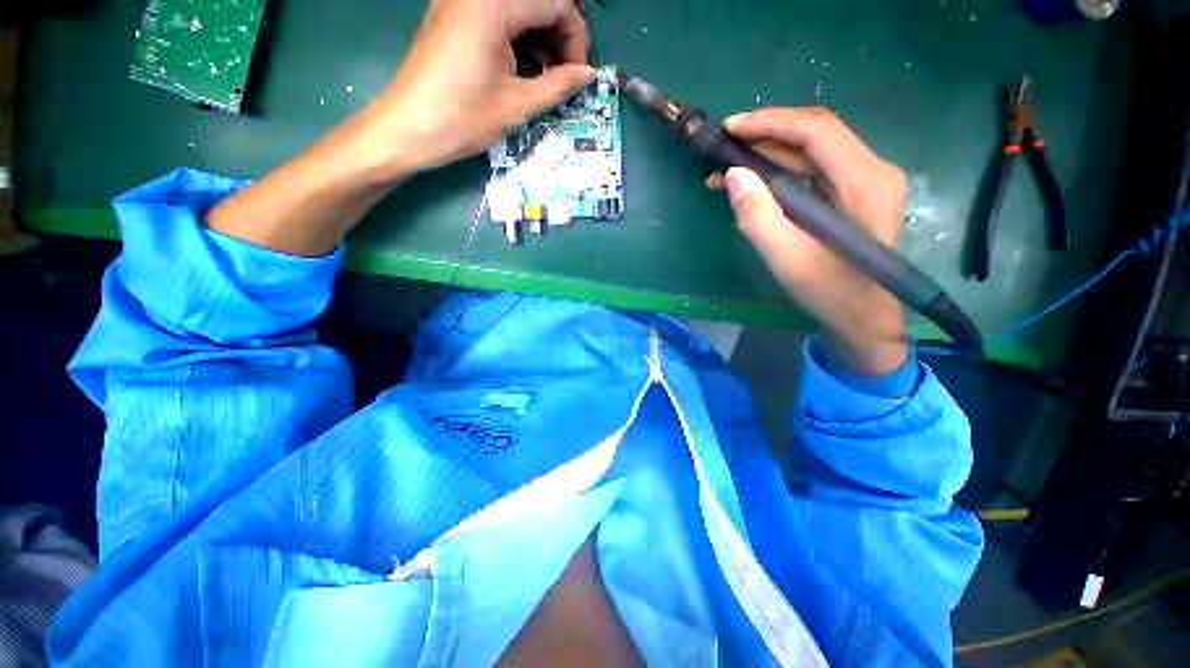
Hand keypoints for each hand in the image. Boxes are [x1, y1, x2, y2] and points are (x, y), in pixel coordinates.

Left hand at [361, 0, 594, 175]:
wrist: (408, 129)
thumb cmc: (463, 119)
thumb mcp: (517, 105)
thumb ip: (558, 85)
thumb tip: (588, 75)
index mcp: (494, 4)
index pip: (557, 3)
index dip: (576, 38)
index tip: (578, 74)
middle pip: (537, 1)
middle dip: (559, 35)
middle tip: (565, 76)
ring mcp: (462, 0)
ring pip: (518, 8)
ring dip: (540, 37)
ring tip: (547, 76)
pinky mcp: (453, 14)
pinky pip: (498, 15)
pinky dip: (518, 36)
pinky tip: (524, 66)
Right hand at [714, 108, 909, 374]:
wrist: (865, 317)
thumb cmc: (829, 292)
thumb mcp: (786, 259)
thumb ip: (758, 217)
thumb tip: (733, 175)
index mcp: (864, 184)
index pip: (816, 130)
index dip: (770, 122)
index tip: (729, 129)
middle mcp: (873, 170)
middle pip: (816, 133)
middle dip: (766, 135)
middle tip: (723, 149)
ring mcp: (868, 180)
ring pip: (814, 149)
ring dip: (770, 153)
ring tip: (728, 169)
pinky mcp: (857, 192)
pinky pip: (816, 168)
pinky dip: (782, 169)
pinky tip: (755, 182)